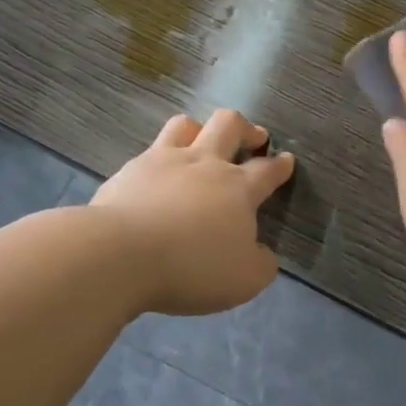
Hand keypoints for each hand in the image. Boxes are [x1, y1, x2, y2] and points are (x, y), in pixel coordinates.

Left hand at [92, 110, 295, 315]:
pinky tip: (156, 175)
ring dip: (200, 129)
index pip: (267, 170)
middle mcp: (204, 164)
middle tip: (254, 137)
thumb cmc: (192, 267)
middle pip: (229, 125)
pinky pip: (150, 151)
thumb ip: (260, 264)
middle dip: (246, 128)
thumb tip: (262, 253)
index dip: (280, 165)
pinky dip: (159, 158)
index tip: (286, 160)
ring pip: (186, 125)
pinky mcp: (129, 170)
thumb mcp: (244, 280)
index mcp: (238, 189)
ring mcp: (163, 161)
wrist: (120, 254)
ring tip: (202, 142)